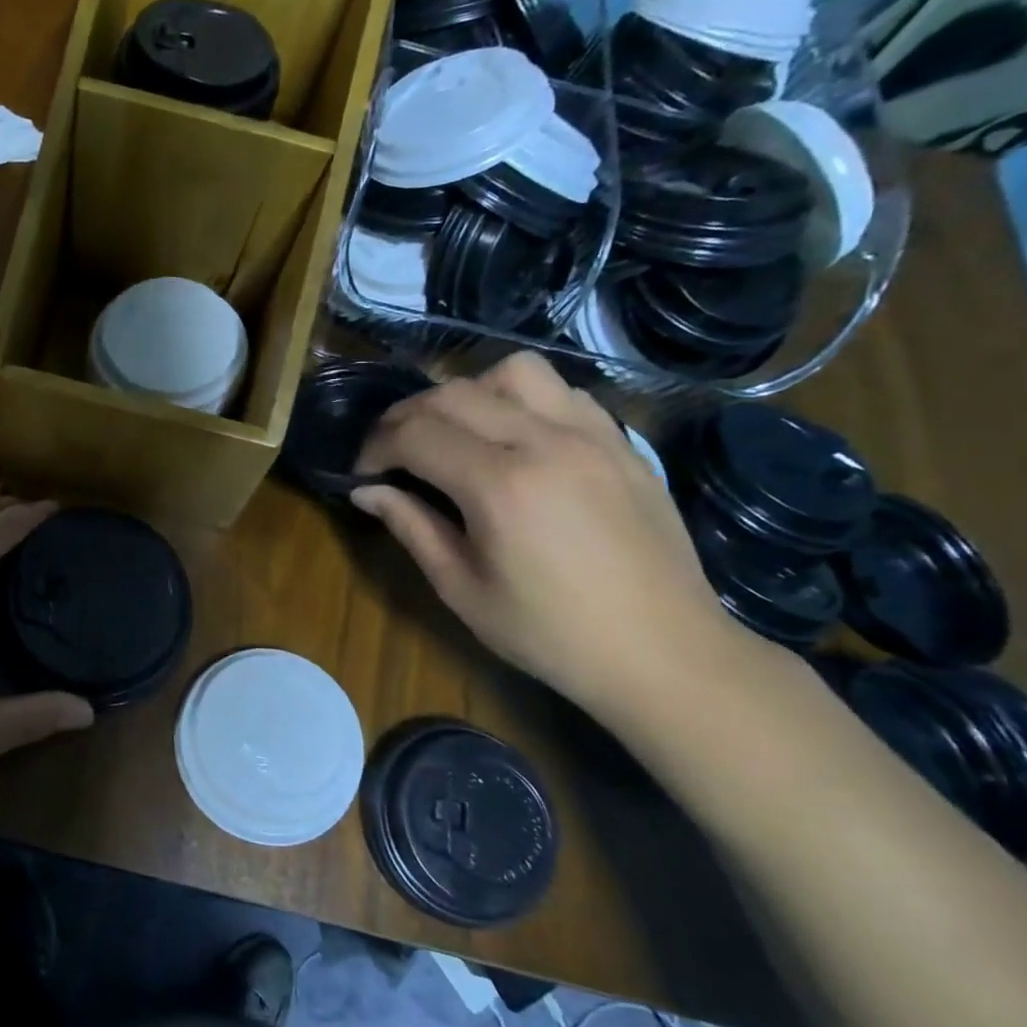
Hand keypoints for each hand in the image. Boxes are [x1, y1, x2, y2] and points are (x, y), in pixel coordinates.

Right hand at [351, 352, 751, 712]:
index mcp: (500, 486)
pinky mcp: (621, 442)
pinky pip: (562, 391)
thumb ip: (411, 526)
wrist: (665, 654)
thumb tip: (366, 491)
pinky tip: (515, 439)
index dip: (375, 447)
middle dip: (405, 416)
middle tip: (390, 451)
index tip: (362, 473)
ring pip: (512, 372)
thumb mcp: (462, 588)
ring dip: (468, 393)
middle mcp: (545, 441)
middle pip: (453, 394)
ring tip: (456, 433)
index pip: (415, 434)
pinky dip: (522, 400)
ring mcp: (592, 434)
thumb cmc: (550, 633)